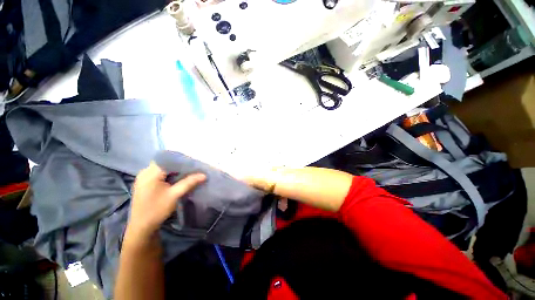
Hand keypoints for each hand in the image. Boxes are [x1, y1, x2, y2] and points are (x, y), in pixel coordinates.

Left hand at [127, 162, 205, 241]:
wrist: (142, 227)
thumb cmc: (157, 210)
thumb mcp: (174, 195)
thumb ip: (189, 182)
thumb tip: (204, 175)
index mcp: (150, 173)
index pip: (168, 160)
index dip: (181, 160)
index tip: (194, 163)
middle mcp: (145, 172)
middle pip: (165, 163)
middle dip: (180, 165)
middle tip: (193, 167)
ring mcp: (144, 178)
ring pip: (163, 168)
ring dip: (175, 170)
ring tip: (188, 172)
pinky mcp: (145, 183)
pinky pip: (160, 174)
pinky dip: (170, 175)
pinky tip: (178, 178)